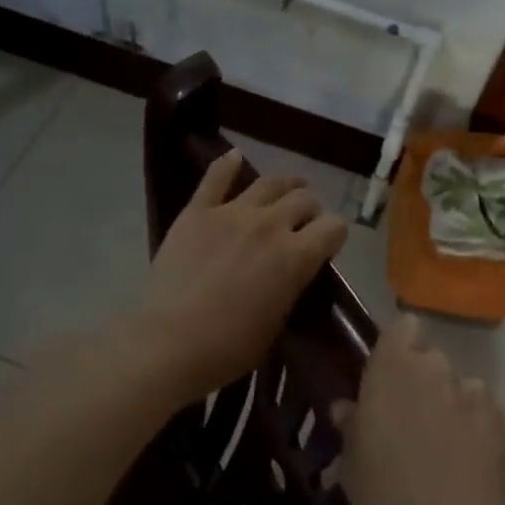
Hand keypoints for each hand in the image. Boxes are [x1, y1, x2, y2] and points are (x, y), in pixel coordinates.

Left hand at [131, 150, 348, 402]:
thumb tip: (293, 273)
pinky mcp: (197, 211)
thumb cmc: (228, 347)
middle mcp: (270, 225)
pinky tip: (235, 157)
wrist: (169, 342)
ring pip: (269, 182)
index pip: (334, 227)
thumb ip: (291, 288)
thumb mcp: (277, 323)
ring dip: (285, 184)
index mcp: (296, 257)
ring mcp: (232, 213)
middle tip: (303, 222)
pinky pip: (215, 178)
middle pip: (304, 200)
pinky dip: (227, 164)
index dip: (334, 235)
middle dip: (310, 210)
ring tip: (288, 187)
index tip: (327, 245)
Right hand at [332, 316, 504, 504]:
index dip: (398, 346)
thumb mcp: (352, 464)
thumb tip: (347, 408)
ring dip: (450, 403)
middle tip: (410, 419)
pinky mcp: (502, 419)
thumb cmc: (387, 496)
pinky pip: (483, 410)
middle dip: (421, 380)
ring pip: (458, 386)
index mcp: (392, 368)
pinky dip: (476, 426)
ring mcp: (473, 392)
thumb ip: (351, 426)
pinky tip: (468, 461)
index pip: (401, 327)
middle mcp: (435, 368)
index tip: (388, 373)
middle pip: (429, 358)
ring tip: (444, 445)